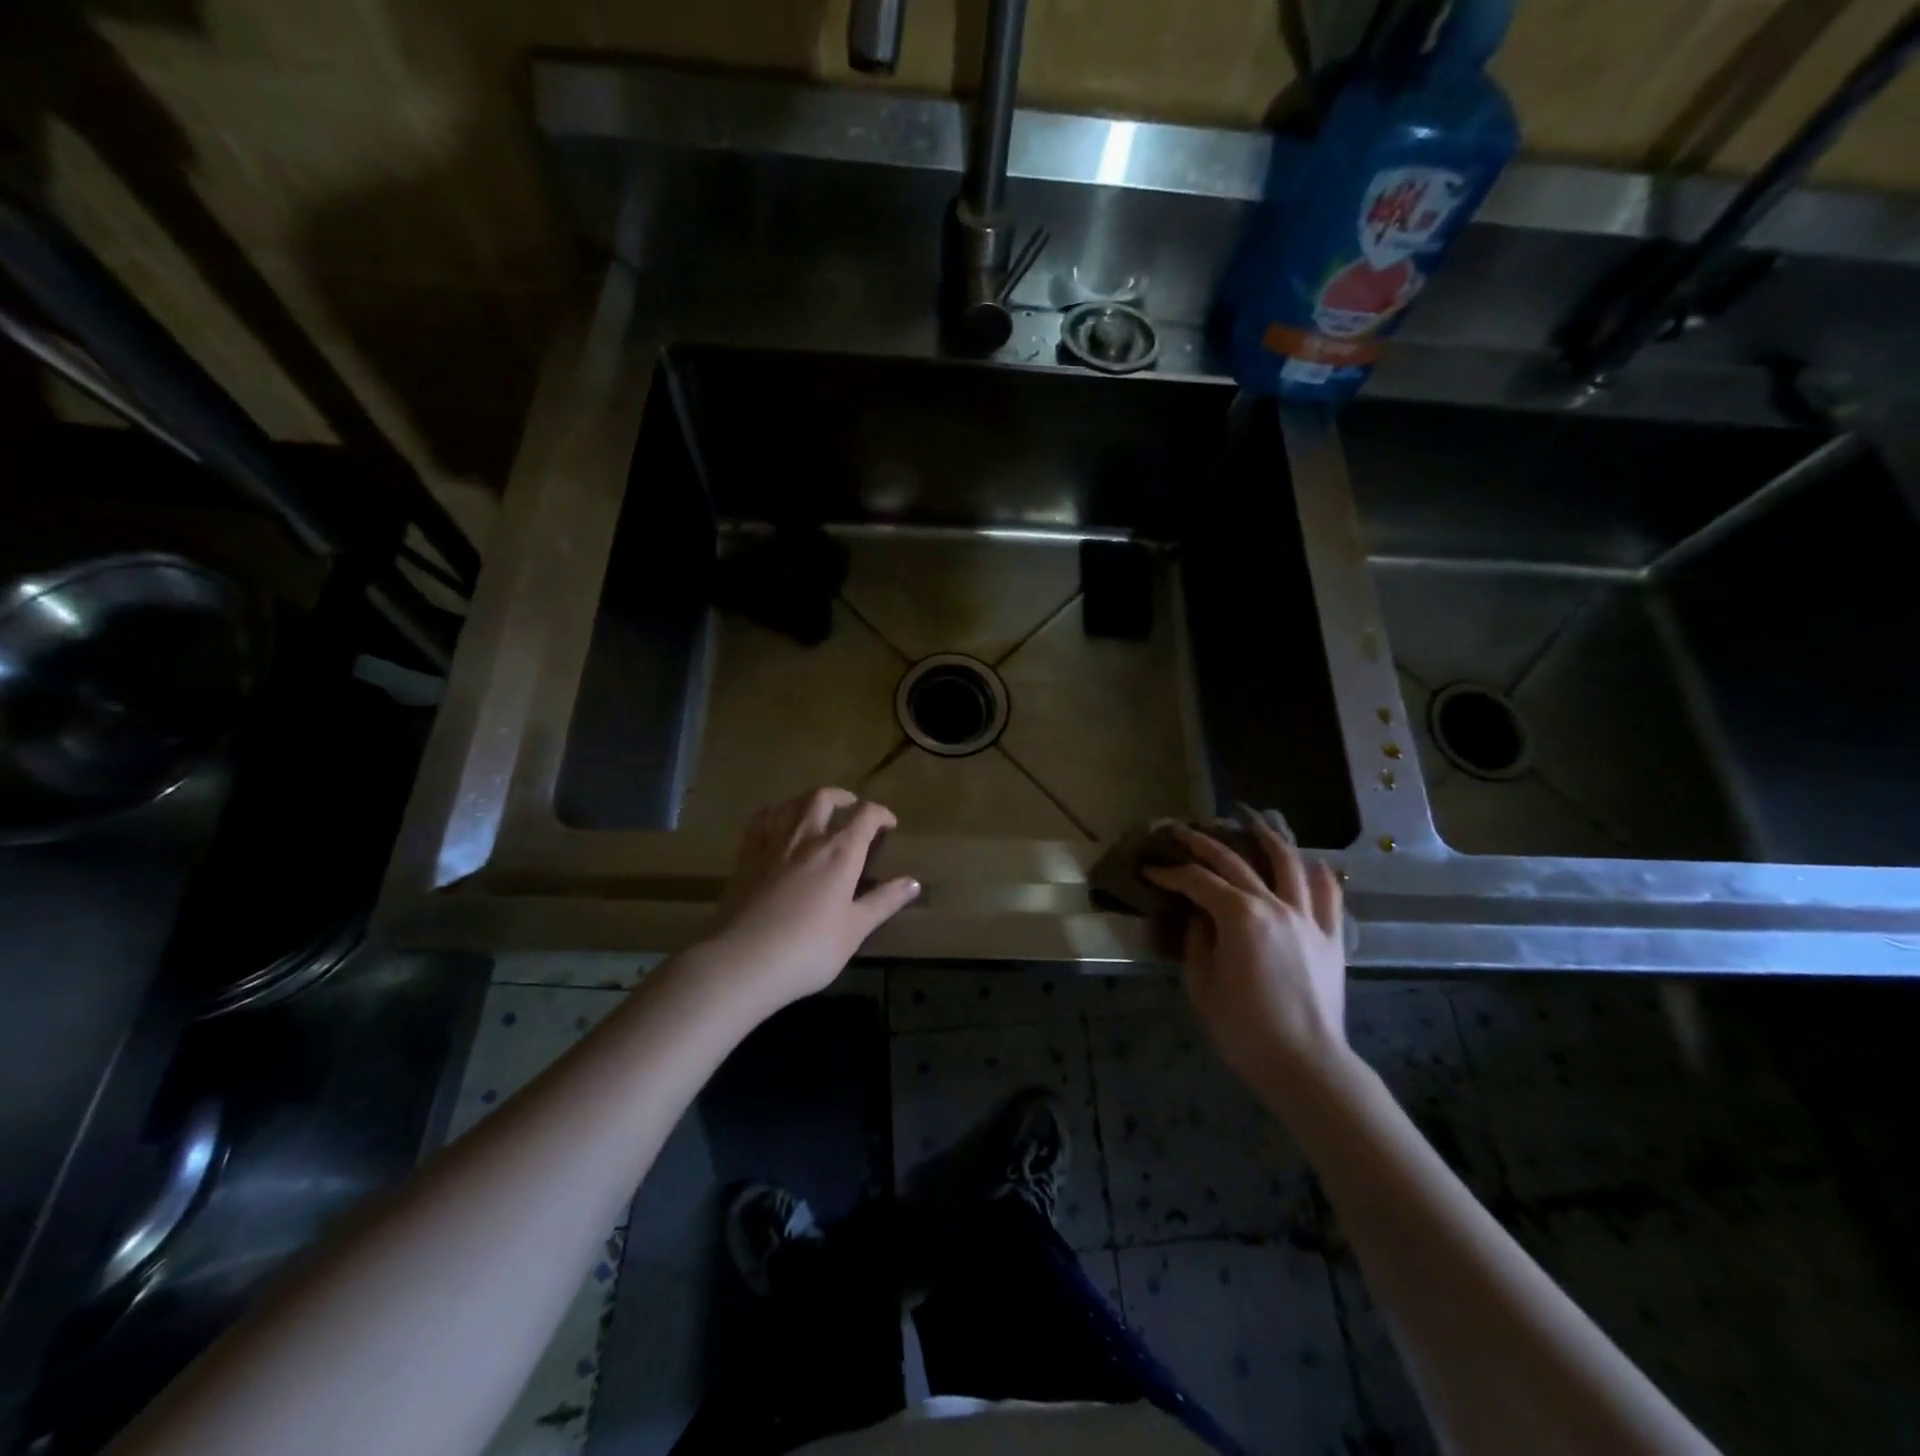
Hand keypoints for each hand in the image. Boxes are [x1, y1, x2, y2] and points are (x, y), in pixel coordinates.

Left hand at [703, 788, 919, 1014]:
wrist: (742, 961)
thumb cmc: (808, 950)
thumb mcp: (854, 930)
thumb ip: (883, 902)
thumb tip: (913, 882)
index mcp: (840, 852)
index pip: (866, 816)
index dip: (881, 814)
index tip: (889, 824)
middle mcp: (807, 837)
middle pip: (824, 797)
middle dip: (843, 797)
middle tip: (852, 809)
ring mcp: (772, 843)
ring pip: (791, 803)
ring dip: (809, 800)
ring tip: (817, 812)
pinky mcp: (745, 856)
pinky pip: (760, 821)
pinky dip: (774, 814)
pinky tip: (777, 824)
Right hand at [1143, 819, 1348, 1094]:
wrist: (1305, 1065)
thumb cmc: (1243, 1028)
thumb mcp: (1201, 983)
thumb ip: (1197, 939)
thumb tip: (1200, 915)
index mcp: (1239, 915)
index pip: (1197, 881)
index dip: (1170, 872)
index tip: (1150, 869)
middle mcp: (1275, 905)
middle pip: (1235, 861)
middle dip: (1203, 843)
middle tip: (1181, 832)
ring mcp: (1307, 918)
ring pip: (1288, 863)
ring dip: (1266, 837)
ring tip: (1251, 821)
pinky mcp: (1331, 937)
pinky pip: (1328, 895)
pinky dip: (1317, 873)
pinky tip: (1308, 862)